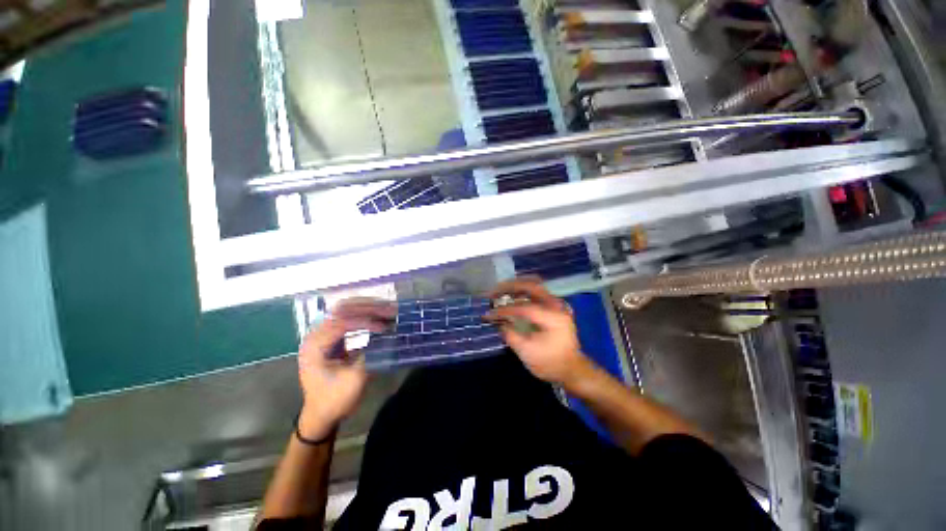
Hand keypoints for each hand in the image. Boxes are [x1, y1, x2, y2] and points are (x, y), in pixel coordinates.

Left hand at [297, 298, 394, 438]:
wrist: (321, 415)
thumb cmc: (335, 399)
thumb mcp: (354, 379)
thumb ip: (369, 353)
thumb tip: (386, 333)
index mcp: (315, 346)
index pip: (341, 323)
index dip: (365, 321)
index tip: (385, 326)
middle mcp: (316, 335)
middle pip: (343, 310)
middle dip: (368, 308)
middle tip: (390, 309)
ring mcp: (323, 334)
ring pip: (346, 310)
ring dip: (368, 308)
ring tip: (388, 308)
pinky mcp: (332, 338)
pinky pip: (349, 318)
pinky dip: (365, 315)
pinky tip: (379, 315)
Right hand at [486, 279, 592, 387]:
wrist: (572, 369)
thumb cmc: (550, 363)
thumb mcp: (528, 353)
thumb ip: (511, 335)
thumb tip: (499, 322)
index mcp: (553, 318)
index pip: (524, 307)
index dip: (505, 310)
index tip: (490, 314)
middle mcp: (556, 305)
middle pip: (531, 285)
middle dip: (510, 287)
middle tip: (493, 293)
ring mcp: (556, 304)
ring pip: (534, 284)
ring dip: (515, 286)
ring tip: (500, 293)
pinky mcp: (553, 306)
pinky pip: (536, 291)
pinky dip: (522, 291)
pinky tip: (511, 297)